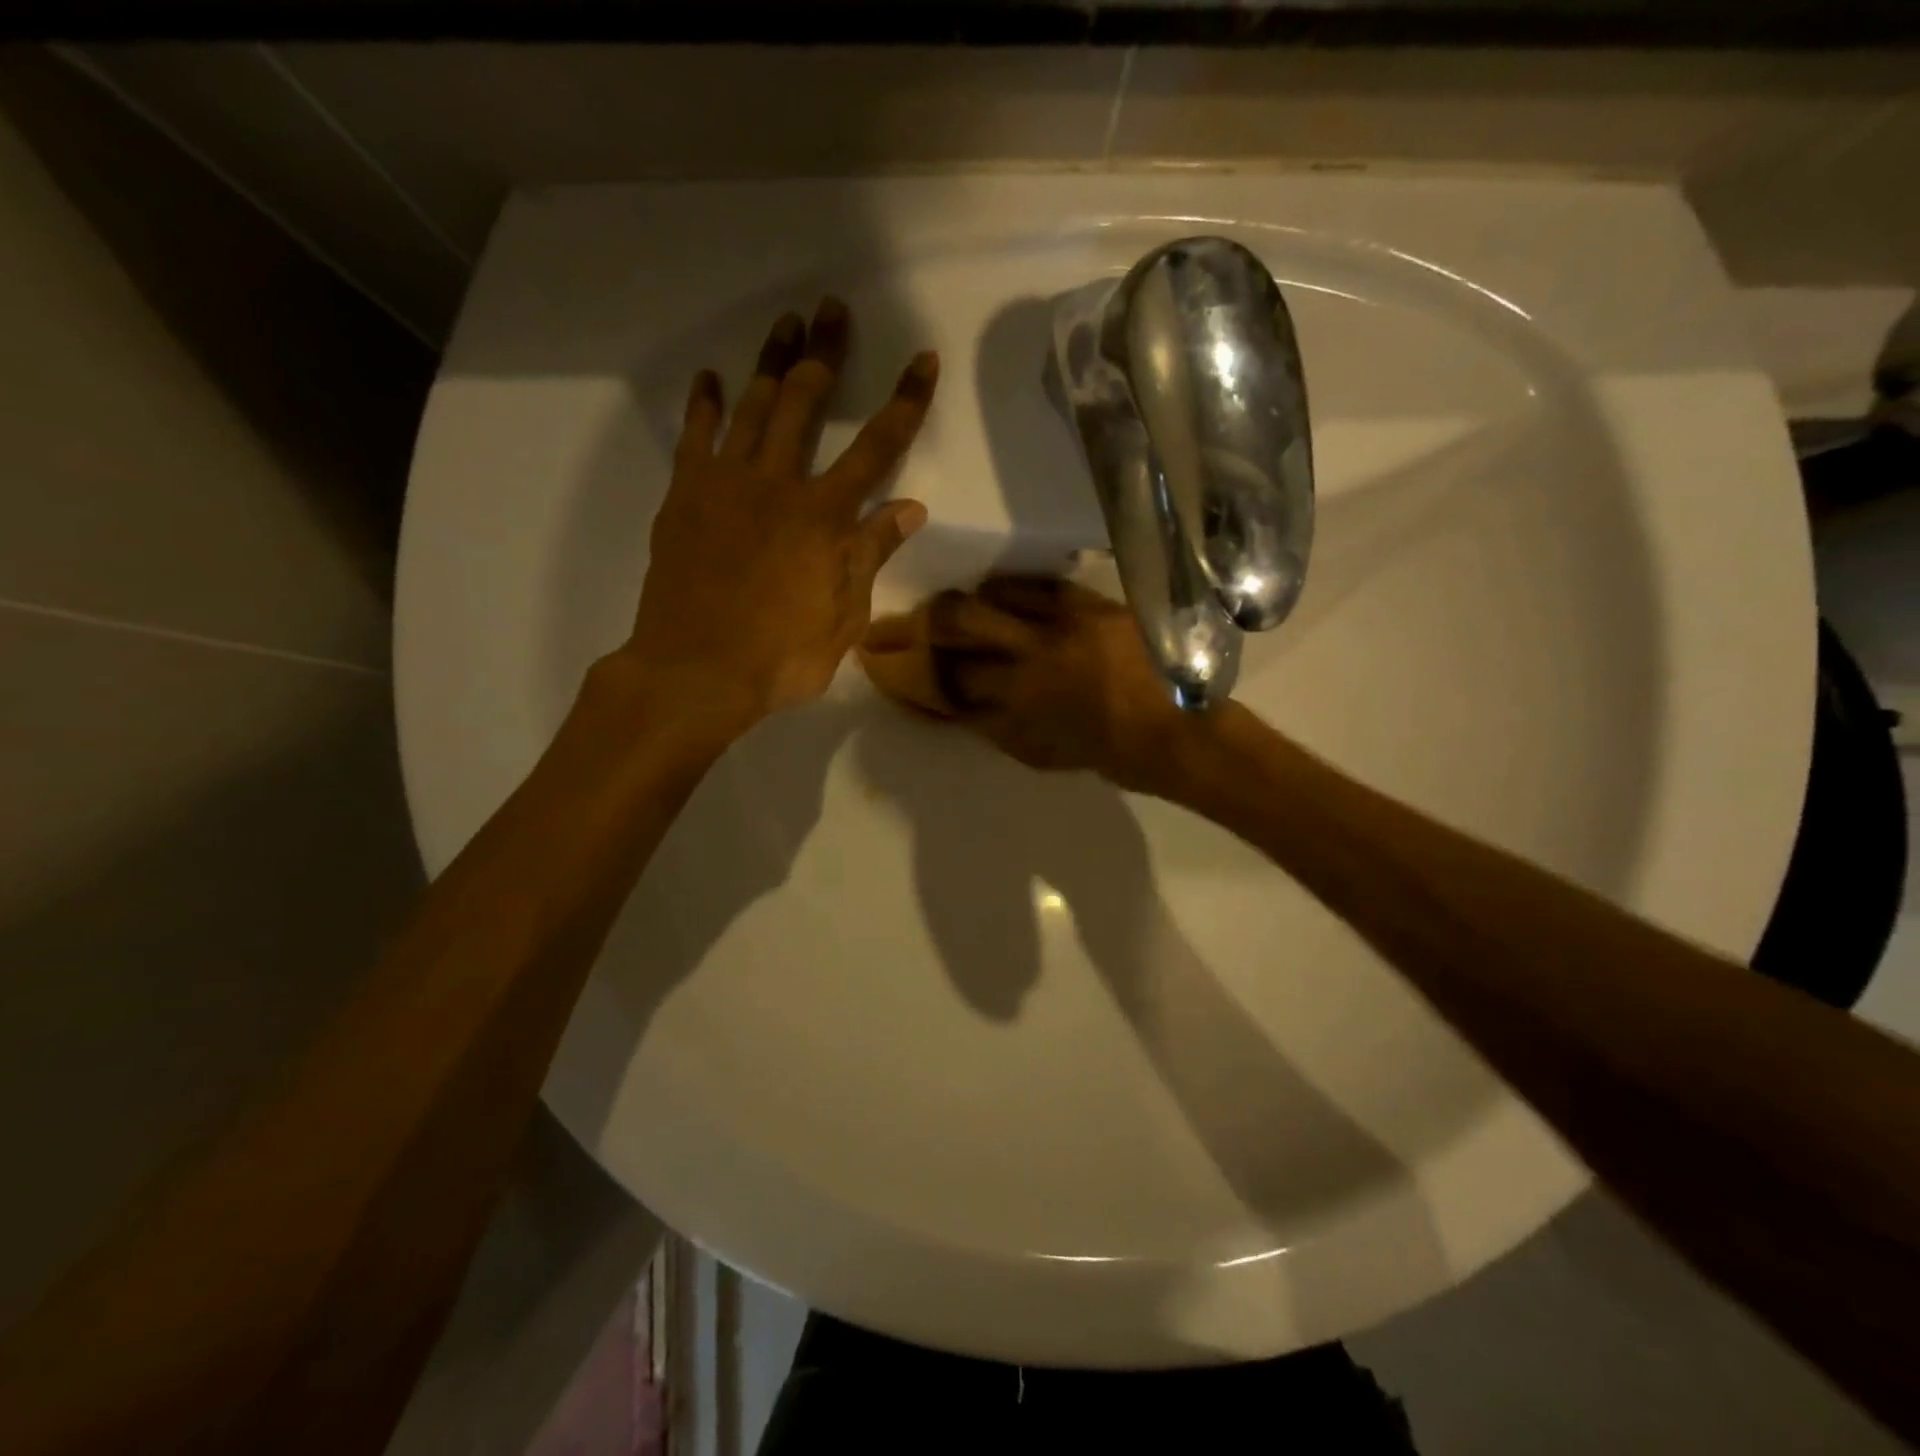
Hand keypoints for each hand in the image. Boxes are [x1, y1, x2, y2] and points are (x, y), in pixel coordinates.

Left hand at [615, 297, 938, 736]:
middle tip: (832, 311)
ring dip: (770, 361)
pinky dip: (704, 404)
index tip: (922, 360)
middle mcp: (778, 483)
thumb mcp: (845, 617)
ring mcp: (725, 483)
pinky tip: (711, 378)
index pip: (877, 447)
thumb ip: (872, 555)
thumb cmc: (781, 657)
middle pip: (805, 402)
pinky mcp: (685, 494)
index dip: (905, 402)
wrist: (696, 671)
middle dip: (825, 354)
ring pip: (752, 406)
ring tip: (786, 323)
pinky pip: (695, 436)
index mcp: (825, 517)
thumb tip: (911, 508)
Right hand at [858, 576, 1229, 796]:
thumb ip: (997, 728)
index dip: (916, 672)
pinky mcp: (1095, 607)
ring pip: (998, 596)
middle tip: (917, 620)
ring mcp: (1065, 626)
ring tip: (964, 602)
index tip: (895, 665)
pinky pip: (1044, 586)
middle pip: (962, 623)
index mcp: (1018, 701)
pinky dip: (1016, 588)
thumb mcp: (1043, 755)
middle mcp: (1032, 656)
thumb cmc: (1112, 756)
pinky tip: (1005, 591)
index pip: (949, 679)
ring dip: (972, 600)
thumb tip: (959, 707)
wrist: (1183, 734)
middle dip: (929, 621)